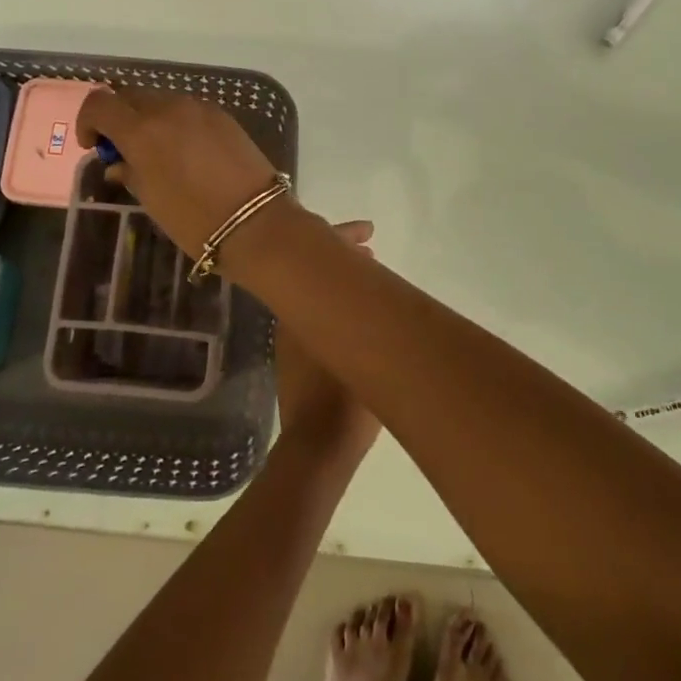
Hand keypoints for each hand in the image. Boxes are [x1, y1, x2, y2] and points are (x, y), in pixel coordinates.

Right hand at [76, 88, 303, 263]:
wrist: (255, 222)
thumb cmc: (193, 219)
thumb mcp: (151, 199)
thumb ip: (129, 172)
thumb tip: (118, 162)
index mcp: (142, 130)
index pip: (100, 103)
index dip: (88, 121)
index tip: (94, 146)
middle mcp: (168, 108)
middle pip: (130, 96)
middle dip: (119, 117)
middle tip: (122, 149)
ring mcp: (199, 108)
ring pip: (160, 100)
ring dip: (148, 118)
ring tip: (155, 152)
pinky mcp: (222, 115)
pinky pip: (187, 109)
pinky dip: (175, 122)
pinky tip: (185, 151)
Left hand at [276, 221, 380, 466]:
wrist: (316, 447)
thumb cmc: (345, 401)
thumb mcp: (371, 356)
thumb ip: (377, 320)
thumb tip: (390, 294)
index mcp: (303, 305)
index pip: (318, 255)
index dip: (343, 236)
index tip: (369, 232)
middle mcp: (290, 313)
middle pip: (312, 270)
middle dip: (341, 254)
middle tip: (371, 248)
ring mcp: (289, 335)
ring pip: (312, 290)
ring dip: (337, 278)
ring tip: (368, 273)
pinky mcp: (293, 356)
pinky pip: (312, 311)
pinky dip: (331, 300)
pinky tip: (354, 311)